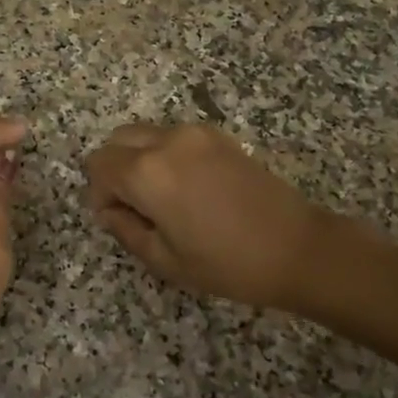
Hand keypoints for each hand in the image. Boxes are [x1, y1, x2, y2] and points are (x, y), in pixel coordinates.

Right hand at [84, 122, 332, 311]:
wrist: (298, 248)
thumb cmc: (228, 263)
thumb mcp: (166, 260)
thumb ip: (125, 229)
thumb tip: (110, 210)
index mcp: (148, 172)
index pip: (99, 166)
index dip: (100, 194)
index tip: (118, 220)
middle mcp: (167, 141)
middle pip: (117, 141)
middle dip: (115, 171)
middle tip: (136, 209)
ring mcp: (195, 133)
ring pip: (144, 135)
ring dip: (140, 160)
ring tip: (164, 200)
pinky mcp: (218, 135)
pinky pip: (173, 136)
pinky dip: (165, 155)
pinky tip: (189, 188)